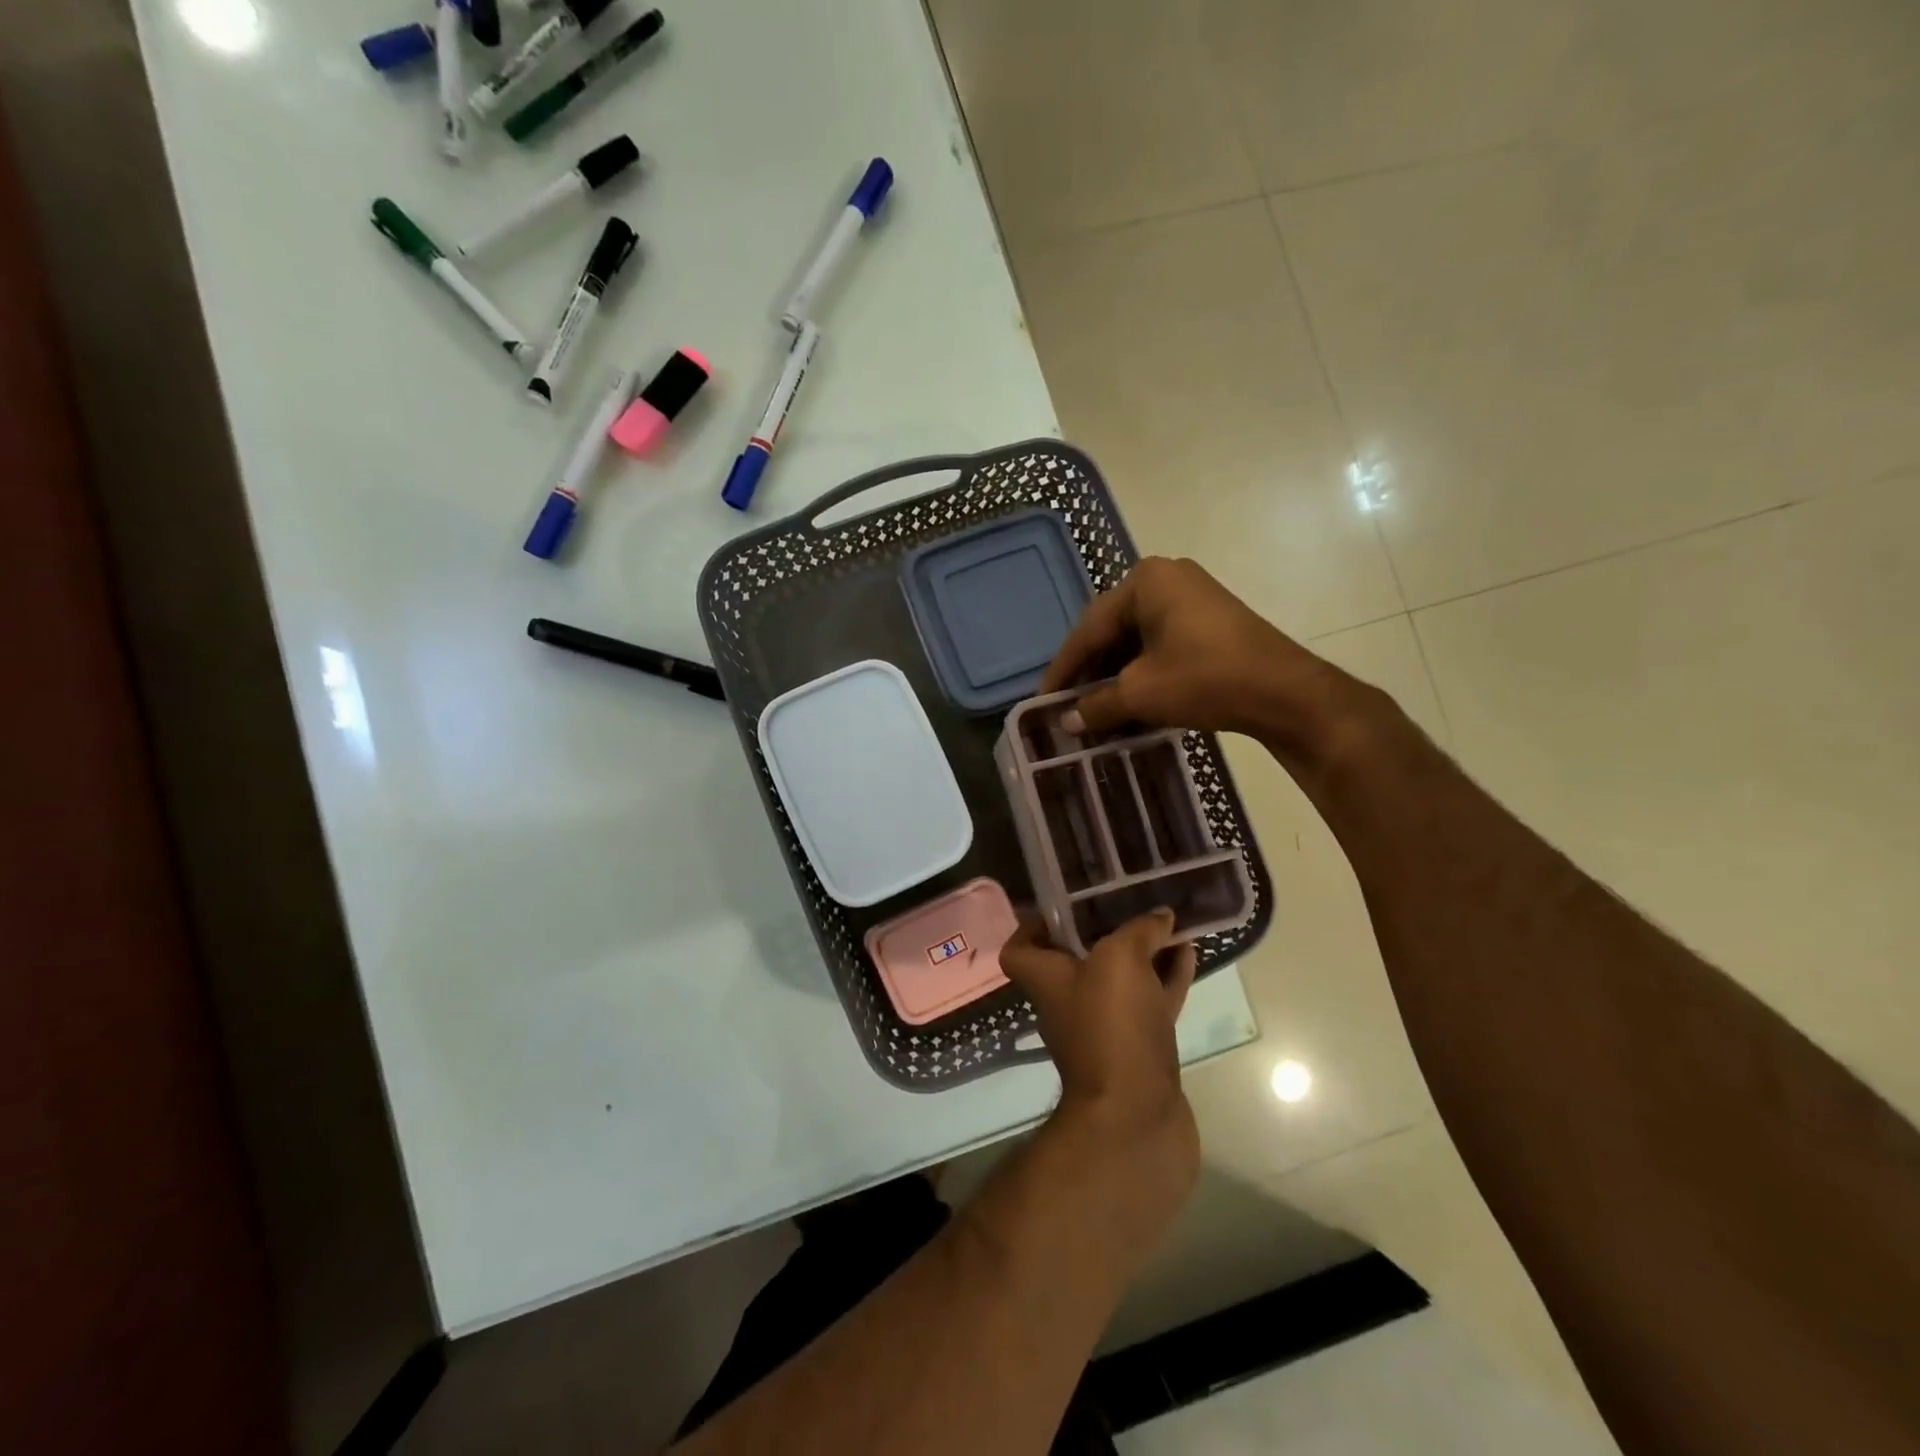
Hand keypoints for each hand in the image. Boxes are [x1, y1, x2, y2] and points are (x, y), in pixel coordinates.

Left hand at [1000, 910, 1199, 1184]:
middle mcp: (1068, 1001)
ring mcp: (1105, 1027)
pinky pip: (1152, 1001)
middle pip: (1077, 958)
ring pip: (1122, 978)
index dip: (1033, 925)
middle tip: (1130, 901)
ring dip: (1144, 951)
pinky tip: (1189, 953)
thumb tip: (1160, 917)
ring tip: (1169, 920)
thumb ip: (1139, 929)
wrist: (1136, 1116)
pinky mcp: (1139, 1047)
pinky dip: (1168, 977)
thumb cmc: (1111, 1024)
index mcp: (1046, 978)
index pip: (1020, 949)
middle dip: (1104, 929)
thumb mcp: (1120, 958)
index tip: (1063, 905)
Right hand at [1043, 556, 1357, 754]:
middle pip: (1112, 631)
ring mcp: (1191, 598)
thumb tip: (1067, 721)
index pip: (1089, 629)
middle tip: (1067, 705)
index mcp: (1144, 581)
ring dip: (1115, 677)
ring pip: (1136, 641)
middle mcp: (1166, 579)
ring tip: (1095, 710)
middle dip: (1090, 672)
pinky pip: (1160, 645)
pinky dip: (1141, 674)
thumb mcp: (1141, 693)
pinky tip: (1129, 703)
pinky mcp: (1208, 622)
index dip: (1064, 668)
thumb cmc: (1204, 679)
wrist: (1285, 692)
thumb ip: (1097, 704)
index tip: (1043, 700)